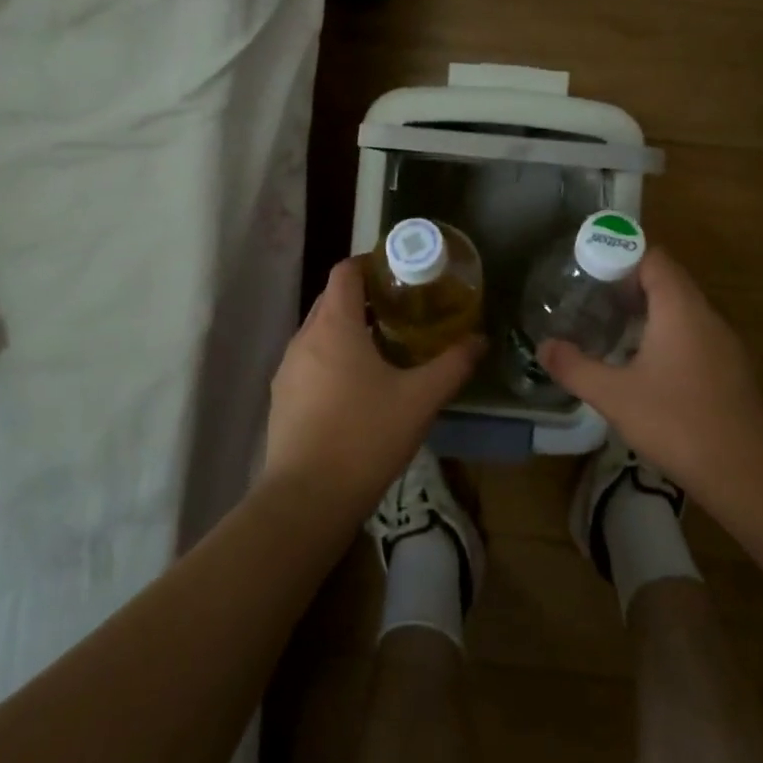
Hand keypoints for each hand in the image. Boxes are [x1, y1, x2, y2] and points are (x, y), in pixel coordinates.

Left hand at [263, 257, 481, 521]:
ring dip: (349, 330)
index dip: (371, 264)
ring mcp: (287, 369)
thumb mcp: (420, 399)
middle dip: (365, 298)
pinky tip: (357, 388)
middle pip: (332, 300)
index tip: (400, 273)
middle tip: (403, 310)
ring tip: (384, 348)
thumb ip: (453, 365)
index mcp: (334, 325)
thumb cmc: (365, 436)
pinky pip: (310, 362)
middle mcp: (304, 338)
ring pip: (319, 332)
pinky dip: (333, 359)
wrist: (306, 499)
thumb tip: (480, 340)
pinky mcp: (281, 398)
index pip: (345, 272)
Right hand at [537, 246, 762, 500]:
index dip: (621, 257)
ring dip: (649, 311)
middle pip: (668, 280)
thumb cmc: (676, 422)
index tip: (589, 272)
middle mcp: (706, 315)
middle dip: (629, 284)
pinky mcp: (731, 368)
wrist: (745, 473)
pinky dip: (668, 334)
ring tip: (612, 328)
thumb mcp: (614, 396)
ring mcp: (724, 342)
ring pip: (683, 309)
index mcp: (680, 308)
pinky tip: (646, 365)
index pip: (653, 258)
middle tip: (592, 300)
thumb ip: (574, 367)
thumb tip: (543, 347)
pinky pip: (694, 334)